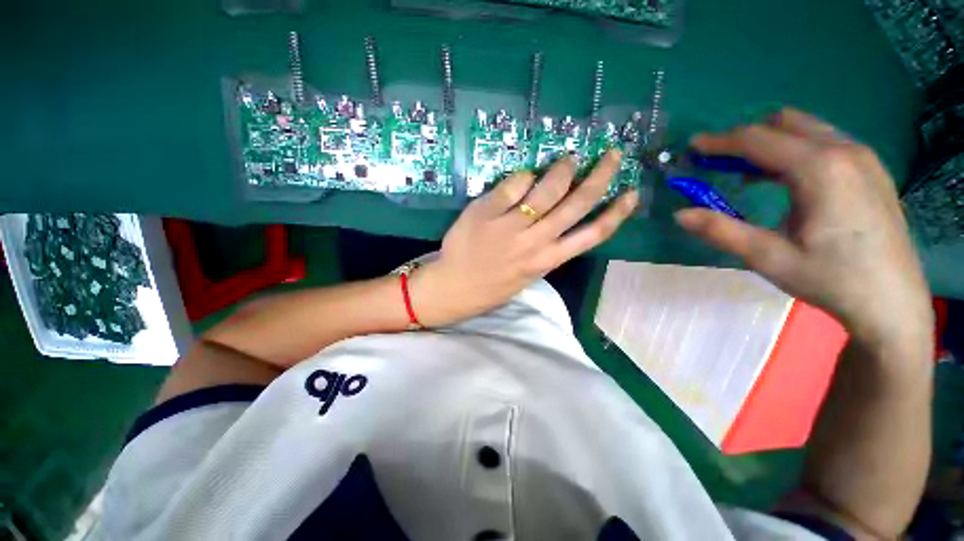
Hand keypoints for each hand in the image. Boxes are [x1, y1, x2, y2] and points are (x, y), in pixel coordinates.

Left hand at [410, 152, 638, 326]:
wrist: (455, 288)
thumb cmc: (494, 284)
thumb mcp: (529, 273)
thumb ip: (547, 248)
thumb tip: (558, 214)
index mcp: (548, 260)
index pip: (593, 235)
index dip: (616, 213)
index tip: (632, 193)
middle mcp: (535, 241)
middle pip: (576, 204)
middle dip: (601, 176)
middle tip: (613, 155)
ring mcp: (511, 226)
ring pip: (547, 189)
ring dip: (563, 169)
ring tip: (569, 159)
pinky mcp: (487, 212)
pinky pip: (512, 184)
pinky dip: (523, 176)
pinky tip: (526, 174)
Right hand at [675, 108, 931, 347]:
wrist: (892, 302)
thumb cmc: (831, 280)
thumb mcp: (769, 258)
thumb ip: (721, 231)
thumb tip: (679, 215)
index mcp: (820, 169)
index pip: (758, 140)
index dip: (720, 141)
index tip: (692, 146)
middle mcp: (844, 151)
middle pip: (782, 125)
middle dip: (743, 139)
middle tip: (715, 162)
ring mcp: (863, 157)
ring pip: (805, 128)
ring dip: (769, 142)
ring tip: (745, 171)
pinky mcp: (871, 168)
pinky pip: (824, 141)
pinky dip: (794, 149)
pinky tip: (783, 178)